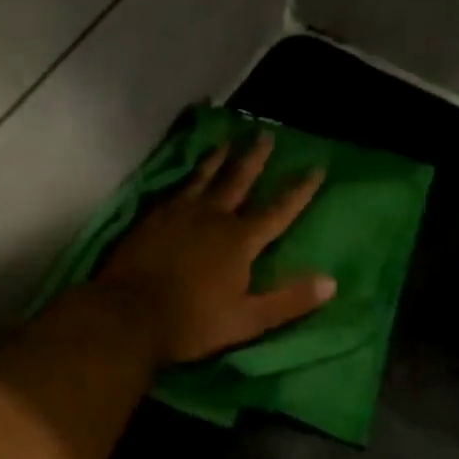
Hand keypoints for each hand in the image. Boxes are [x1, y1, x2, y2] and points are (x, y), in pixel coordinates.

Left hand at [96, 131, 336, 364]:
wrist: (128, 315)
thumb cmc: (192, 323)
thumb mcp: (247, 320)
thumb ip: (289, 301)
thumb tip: (331, 282)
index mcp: (240, 240)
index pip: (279, 210)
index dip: (299, 190)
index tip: (315, 167)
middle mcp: (212, 217)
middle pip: (238, 180)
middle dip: (255, 159)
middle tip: (265, 135)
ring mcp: (179, 214)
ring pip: (204, 178)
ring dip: (218, 159)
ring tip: (226, 141)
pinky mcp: (152, 218)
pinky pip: (175, 189)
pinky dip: (186, 177)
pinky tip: (186, 175)